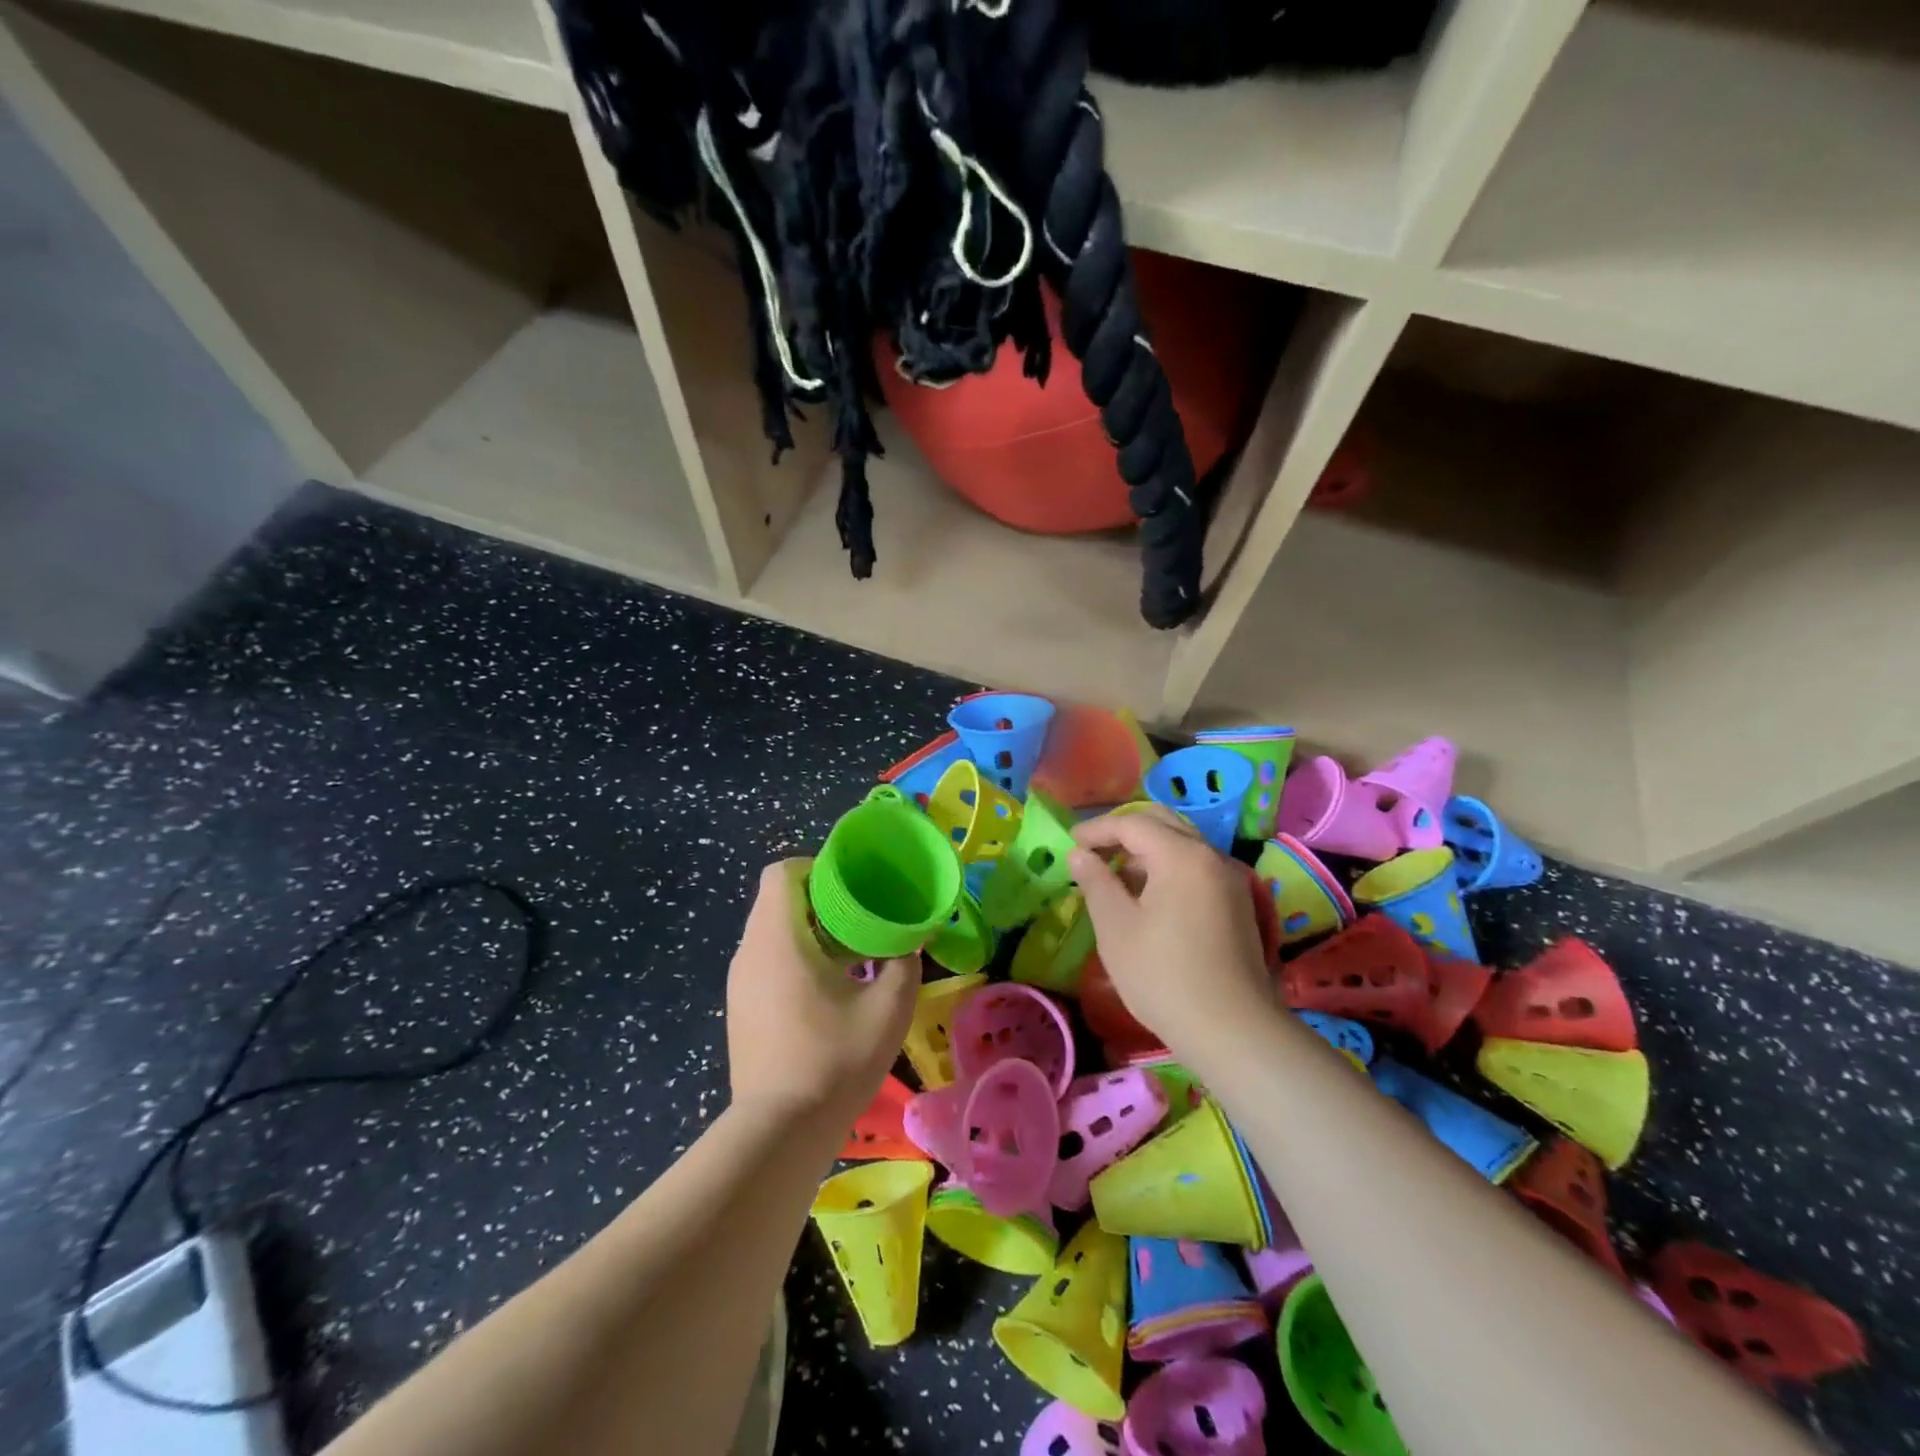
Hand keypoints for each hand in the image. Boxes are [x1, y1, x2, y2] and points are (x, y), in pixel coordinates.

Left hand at [725, 860, 918, 1124]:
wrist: (780, 1131)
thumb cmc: (834, 1059)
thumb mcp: (888, 1008)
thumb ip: (902, 964)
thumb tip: (908, 944)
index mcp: (778, 937)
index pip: (781, 872)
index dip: (815, 867)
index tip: (850, 885)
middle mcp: (749, 951)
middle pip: (776, 900)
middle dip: (818, 899)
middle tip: (859, 916)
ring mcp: (738, 982)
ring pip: (770, 931)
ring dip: (806, 930)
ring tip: (847, 952)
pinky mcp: (739, 1008)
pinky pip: (765, 960)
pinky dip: (793, 957)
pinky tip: (825, 988)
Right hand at [1069, 808, 1273, 1055]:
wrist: (1233, 1030)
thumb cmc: (1164, 976)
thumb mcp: (1116, 927)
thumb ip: (1095, 882)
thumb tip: (1080, 855)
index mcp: (1182, 855)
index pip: (1132, 823)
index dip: (1097, 829)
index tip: (1070, 845)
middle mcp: (1211, 856)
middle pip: (1163, 824)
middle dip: (1124, 831)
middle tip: (1092, 851)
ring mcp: (1231, 879)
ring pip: (1182, 845)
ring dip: (1146, 850)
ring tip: (1115, 876)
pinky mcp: (1238, 903)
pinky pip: (1196, 867)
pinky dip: (1168, 868)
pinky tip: (1148, 897)